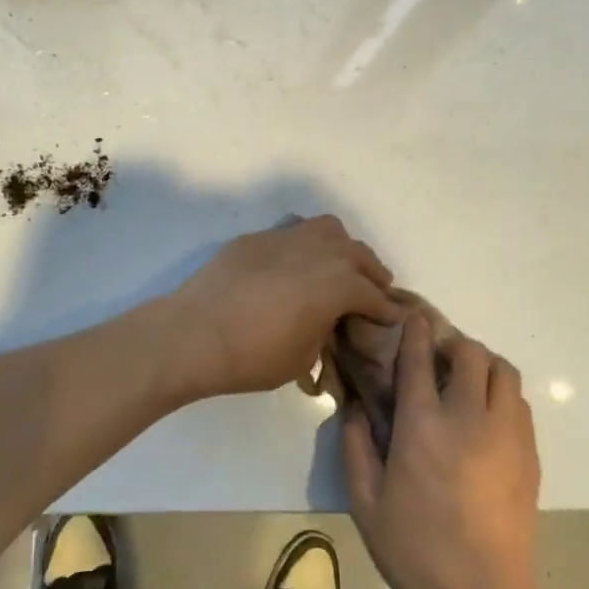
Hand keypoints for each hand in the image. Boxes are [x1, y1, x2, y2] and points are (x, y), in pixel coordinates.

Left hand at [161, 216, 402, 400]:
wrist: (195, 333)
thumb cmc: (254, 355)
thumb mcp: (303, 358)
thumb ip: (324, 333)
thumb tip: (325, 322)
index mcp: (338, 283)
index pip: (373, 294)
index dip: (386, 309)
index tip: (393, 317)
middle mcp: (319, 251)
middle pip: (358, 254)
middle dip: (371, 273)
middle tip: (374, 291)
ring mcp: (286, 238)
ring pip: (328, 229)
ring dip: (342, 248)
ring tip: (339, 267)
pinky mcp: (257, 238)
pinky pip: (293, 232)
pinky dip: (305, 245)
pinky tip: (295, 265)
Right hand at [345, 321, 542, 588]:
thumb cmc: (416, 550)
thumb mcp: (365, 502)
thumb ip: (355, 446)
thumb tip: (356, 408)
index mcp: (423, 422)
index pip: (419, 355)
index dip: (415, 330)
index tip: (412, 319)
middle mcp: (468, 415)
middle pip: (471, 352)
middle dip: (453, 344)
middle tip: (438, 359)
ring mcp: (506, 433)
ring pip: (503, 371)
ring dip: (483, 365)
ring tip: (467, 383)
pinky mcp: (529, 455)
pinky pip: (519, 403)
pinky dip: (503, 394)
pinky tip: (487, 417)